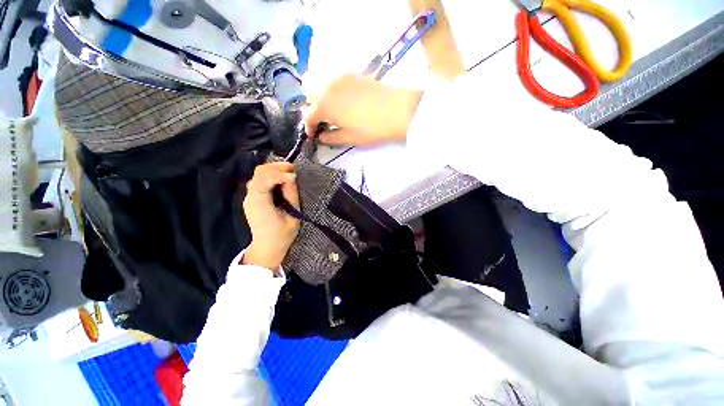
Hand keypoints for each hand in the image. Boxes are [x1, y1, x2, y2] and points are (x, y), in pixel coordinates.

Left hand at [242, 162, 300, 269]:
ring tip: (289, 171)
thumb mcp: (292, 216)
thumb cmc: (282, 235)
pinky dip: (271, 175)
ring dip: (274, 169)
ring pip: (258, 174)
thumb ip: (291, 195)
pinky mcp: (253, 197)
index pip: (264, 179)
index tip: (294, 175)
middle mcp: (251, 197)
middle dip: (276, 166)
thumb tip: (291, 177)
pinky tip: (282, 178)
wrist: (268, 247)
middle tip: (293, 168)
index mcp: (259, 204)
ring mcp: (250, 197)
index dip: (280, 174)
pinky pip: (260, 180)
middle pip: (259, 172)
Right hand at [305, 74, 422, 146]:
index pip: (308, 116)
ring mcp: (340, 77)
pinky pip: (334, 82)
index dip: (309, 128)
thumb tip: (321, 136)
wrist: (398, 111)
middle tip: (323, 123)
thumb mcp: (349, 138)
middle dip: (313, 110)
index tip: (314, 136)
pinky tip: (343, 102)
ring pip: (321, 86)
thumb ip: (330, 138)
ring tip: (333, 113)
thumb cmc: (371, 129)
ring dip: (321, 99)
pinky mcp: (352, 74)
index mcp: (324, 105)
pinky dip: (332, 92)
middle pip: (310, 96)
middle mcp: (327, 86)